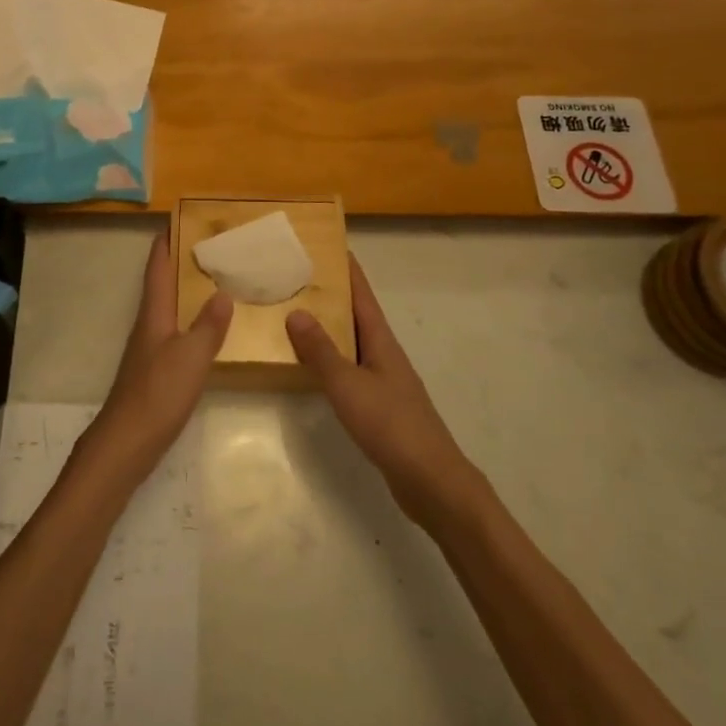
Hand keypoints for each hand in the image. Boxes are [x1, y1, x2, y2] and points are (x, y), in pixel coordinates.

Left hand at [78, 235, 231, 486]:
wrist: (126, 443)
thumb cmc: (158, 394)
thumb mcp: (191, 357)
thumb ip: (208, 325)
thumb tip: (222, 292)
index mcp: (154, 314)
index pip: (157, 268)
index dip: (165, 242)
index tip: (179, 219)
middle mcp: (148, 324)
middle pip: (162, 284)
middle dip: (181, 262)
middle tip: (211, 245)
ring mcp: (150, 348)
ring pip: (169, 307)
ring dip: (186, 290)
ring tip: (216, 279)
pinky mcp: (155, 370)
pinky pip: (175, 331)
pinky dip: (190, 318)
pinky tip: (208, 328)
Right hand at [286, 256, 477, 527]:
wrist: (430, 481)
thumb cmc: (391, 425)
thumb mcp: (348, 385)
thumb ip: (321, 351)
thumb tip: (296, 311)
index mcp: (381, 341)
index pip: (362, 294)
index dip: (347, 269)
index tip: (327, 244)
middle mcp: (384, 354)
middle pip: (357, 315)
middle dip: (331, 294)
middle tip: (297, 277)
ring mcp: (384, 380)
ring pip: (352, 343)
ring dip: (329, 327)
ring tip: (295, 315)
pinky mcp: (380, 406)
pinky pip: (350, 369)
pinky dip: (331, 359)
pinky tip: (312, 367)